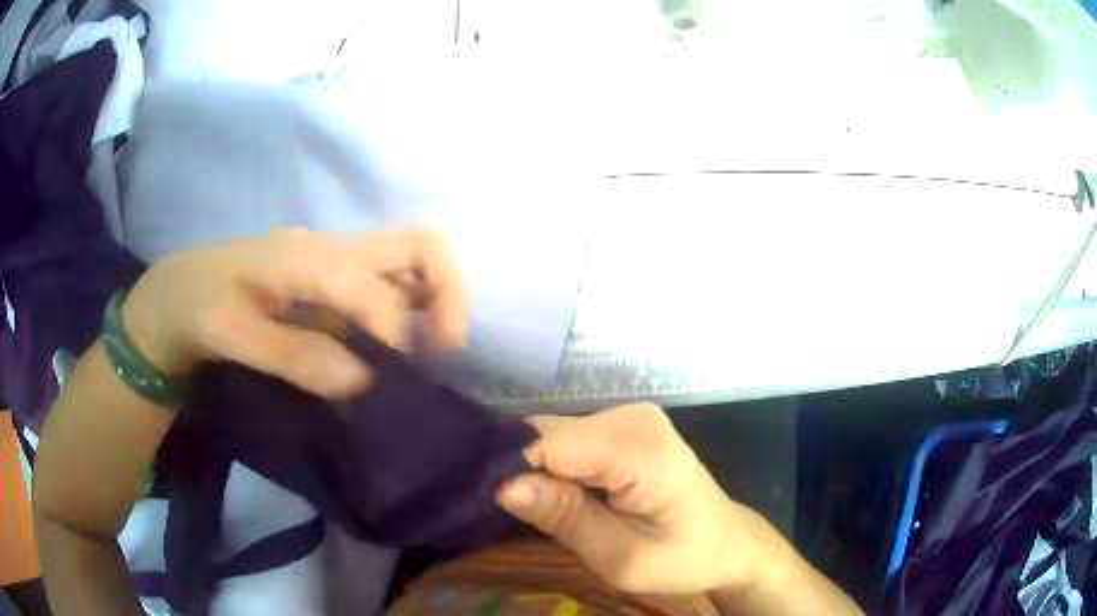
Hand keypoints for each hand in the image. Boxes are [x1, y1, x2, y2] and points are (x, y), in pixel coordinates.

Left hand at [119, 228, 469, 397]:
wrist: (176, 292)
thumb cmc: (197, 308)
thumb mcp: (233, 336)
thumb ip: (297, 356)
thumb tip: (365, 382)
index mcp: (304, 257)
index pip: (373, 291)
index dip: (391, 340)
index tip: (383, 386)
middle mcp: (331, 247)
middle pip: (419, 245)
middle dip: (448, 296)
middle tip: (444, 351)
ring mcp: (335, 258)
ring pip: (412, 260)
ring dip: (435, 302)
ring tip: (431, 354)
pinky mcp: (332, 275)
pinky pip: (391, 282)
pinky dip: (411, 311)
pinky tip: (399, 349)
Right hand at [495, 404, 775, 595]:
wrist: (727, 543)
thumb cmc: (683, 558)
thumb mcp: (622, 557)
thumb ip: (564, 518)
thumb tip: (502, 485)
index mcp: (638, 447)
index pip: (547, 442)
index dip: (514, 473)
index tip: (499, 509)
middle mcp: (631, 416)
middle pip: (547, 434)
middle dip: (526, 474)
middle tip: (528, 520)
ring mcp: (630, 416)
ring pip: (553, 436)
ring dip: (541, 473)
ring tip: (548, 513)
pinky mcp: (626, 425)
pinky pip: (570, 440)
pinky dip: (559, 468)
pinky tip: (568, 496)